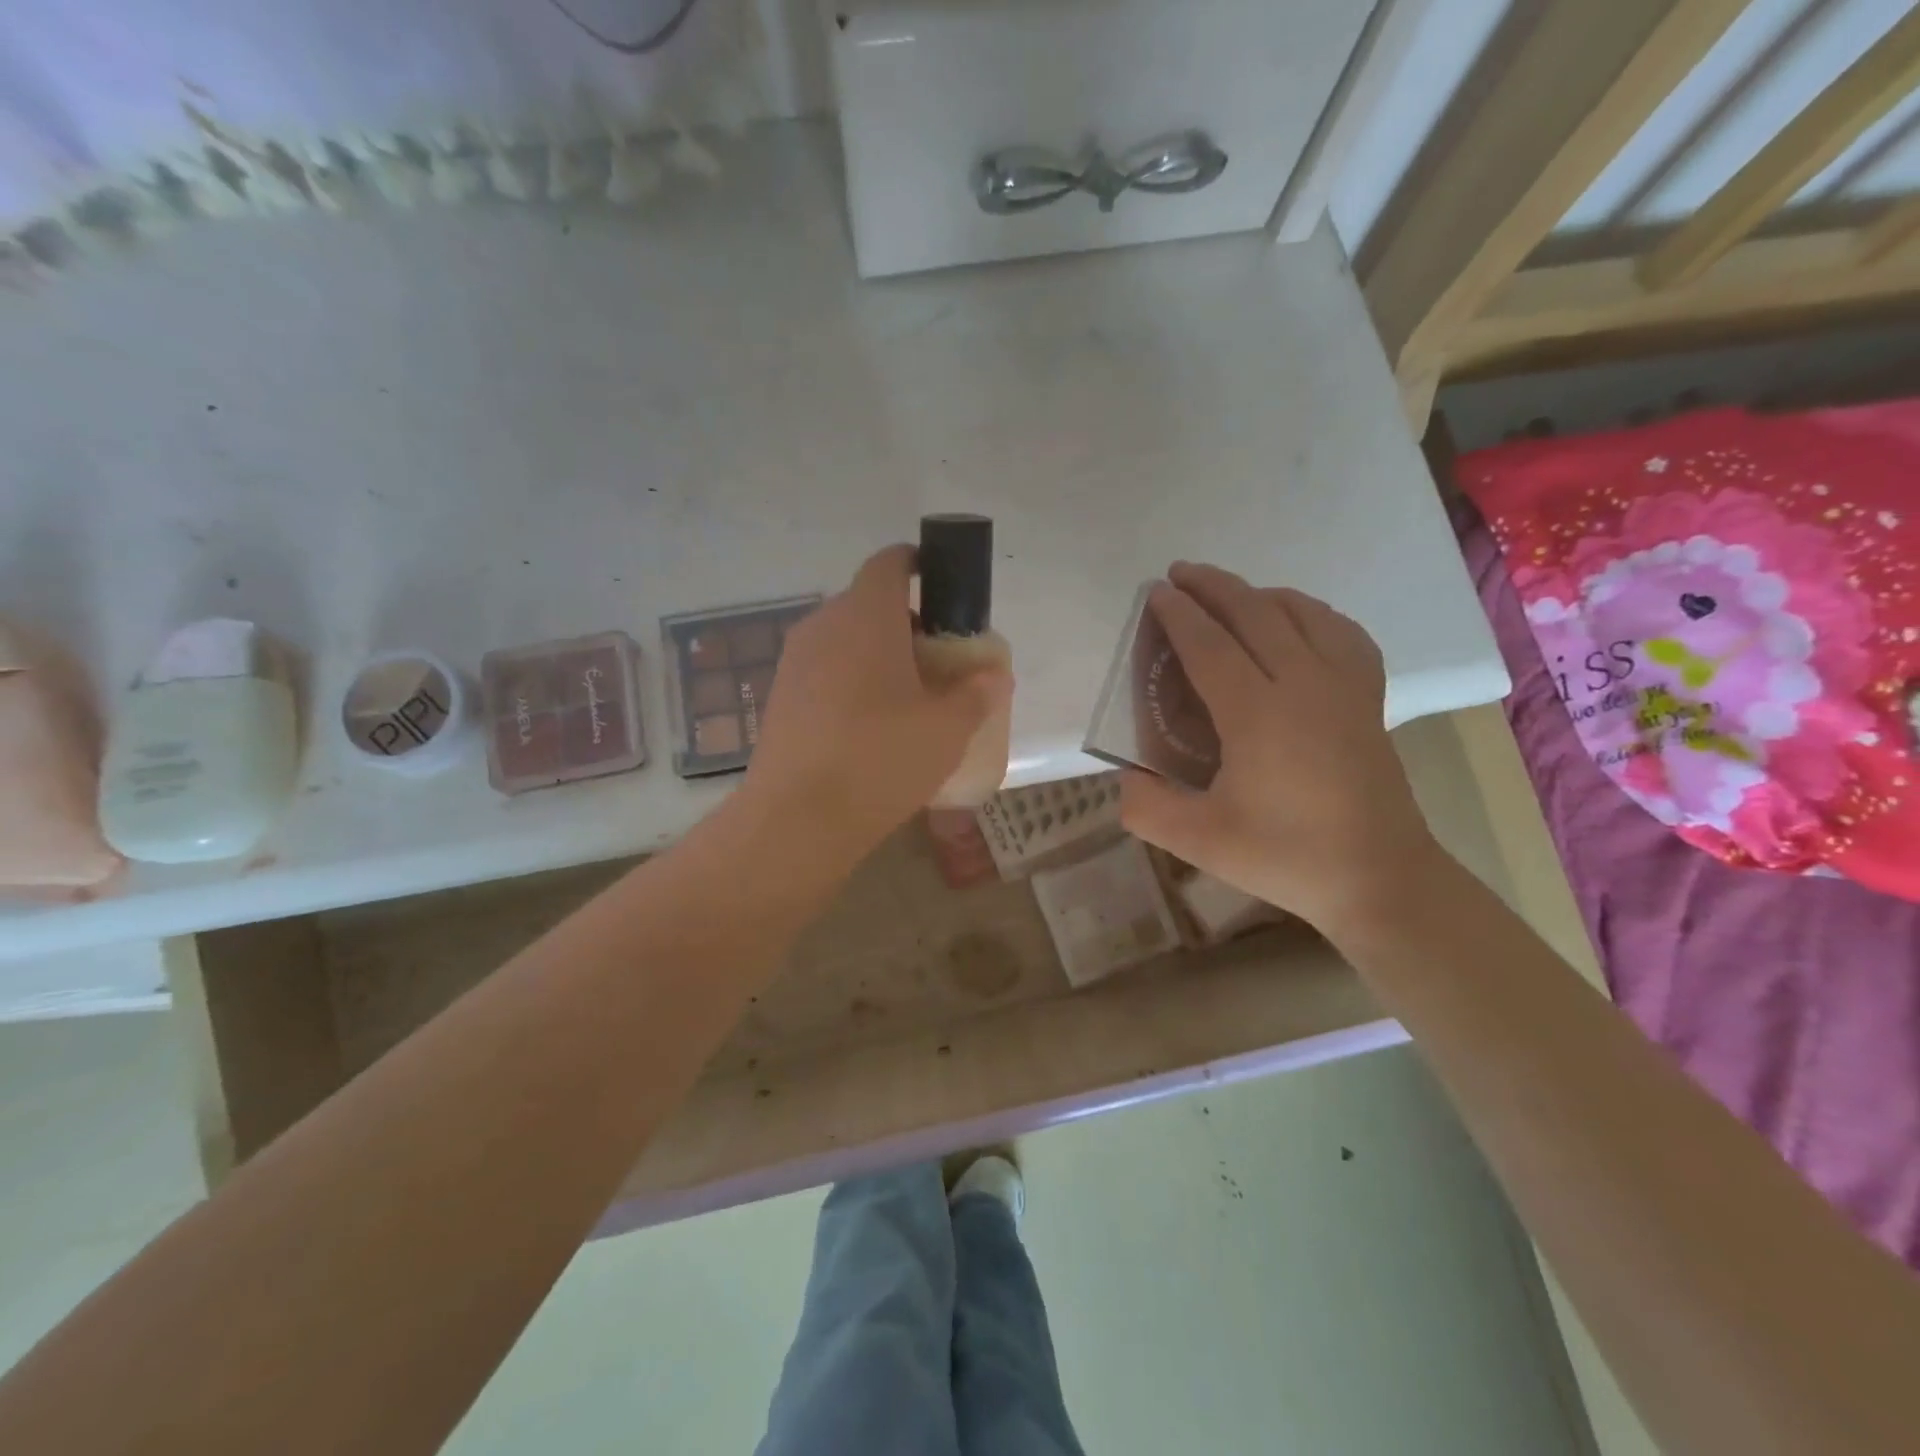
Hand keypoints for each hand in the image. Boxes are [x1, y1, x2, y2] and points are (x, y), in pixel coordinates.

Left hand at [745, 545, 1012, 856]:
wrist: (797, 818)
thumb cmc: (882, 758)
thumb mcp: (948, 729)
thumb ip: (977, 694)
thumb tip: (994, 676)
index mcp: (866, 615)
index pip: (890, 562)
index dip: (918, 564)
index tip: (943, 587)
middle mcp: (823, 625)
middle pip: (868, 603)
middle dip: (906, 622)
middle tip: (937, 660)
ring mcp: (794, 661)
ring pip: (844, 639)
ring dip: (877, 654)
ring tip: (907, 697)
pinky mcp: (779, 697)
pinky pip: (824, 671)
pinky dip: (851, 681)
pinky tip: (869, 726)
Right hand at [1119, 562, 1440, 936]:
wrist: (1379, 878)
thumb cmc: (1286, 857)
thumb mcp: (1200, 842)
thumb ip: (1147, 807)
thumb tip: (1126, 776)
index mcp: (1257, 714)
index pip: (1210, 646)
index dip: (1179, 615)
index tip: (1156, 593)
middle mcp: (1303, 684)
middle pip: (1255, 614)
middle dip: (1214, 587)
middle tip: (1181, 573)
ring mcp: (1344, 686)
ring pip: (1302, 614)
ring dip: (1259, 593)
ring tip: (1231, 593)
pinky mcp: (1369, 698)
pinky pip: (1342, 632)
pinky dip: (1312, 613)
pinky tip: (1299, 622)